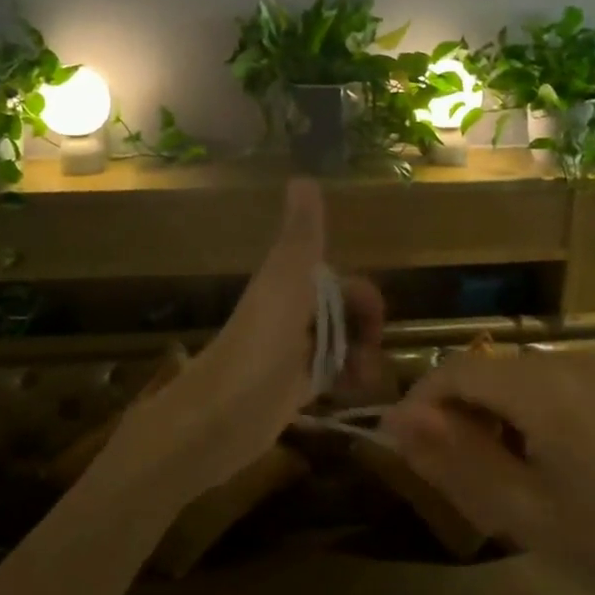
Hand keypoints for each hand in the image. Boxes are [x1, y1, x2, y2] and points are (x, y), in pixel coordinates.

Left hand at [110, 178, 383, 500]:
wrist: (219, 418)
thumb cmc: (257, 347)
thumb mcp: (284, 283)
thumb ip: (300, 236)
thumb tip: (304, 176)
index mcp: (289, 287)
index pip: (341, 283)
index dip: (364, 299)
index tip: (376, 324)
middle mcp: (291, 317)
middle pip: (344, 315)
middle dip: (365, 332)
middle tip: (371, 358)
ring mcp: (291, 354)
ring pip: (340, 346)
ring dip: (360, 359)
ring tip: (363, 382)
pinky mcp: (291, 389)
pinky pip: (330, 376)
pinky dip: (346, 381)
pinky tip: (352, 394)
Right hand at [379, 354, 594, 594]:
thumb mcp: (518, 509)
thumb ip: (451, 456)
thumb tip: (397, 418)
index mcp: (545, 385)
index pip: (457, 370)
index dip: (420, 402)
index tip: (399, 443)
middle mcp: (578, 362)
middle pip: (491, 370)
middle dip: (458, 411)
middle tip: (446, 470)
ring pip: (525, 378)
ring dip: (495, 413)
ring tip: (495, 473)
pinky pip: (562, 387)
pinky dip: (534, 413)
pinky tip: (547, 464)